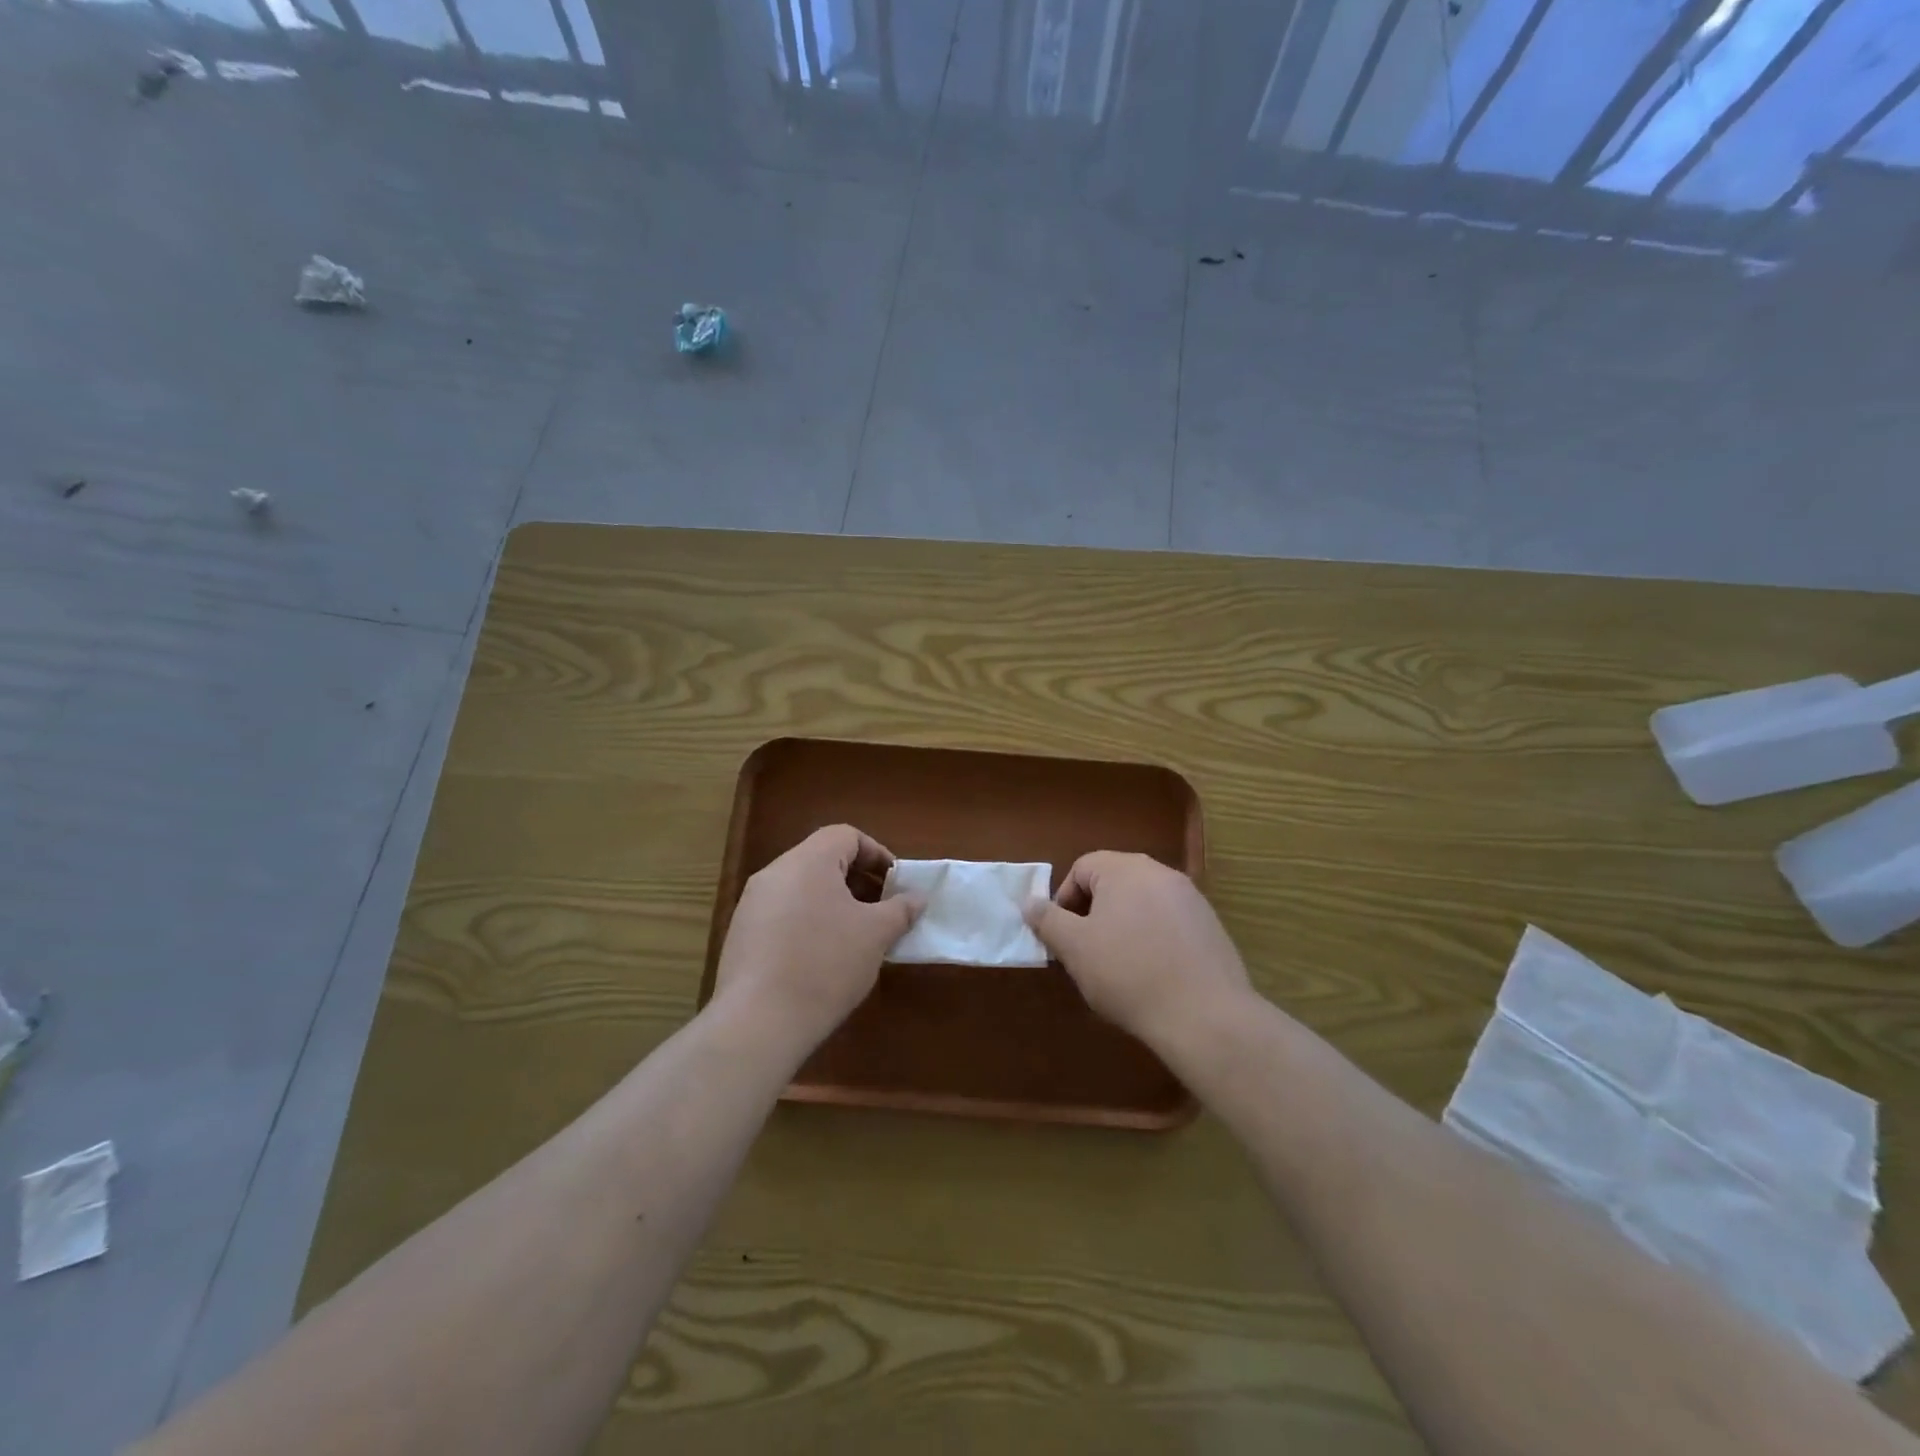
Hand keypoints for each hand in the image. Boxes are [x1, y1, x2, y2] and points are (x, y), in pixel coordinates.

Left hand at [713, 825, 921, 1055]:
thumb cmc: (826, 964)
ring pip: (802, 888)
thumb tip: (917, 898)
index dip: (876, 854)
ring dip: (833, 903)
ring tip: (856, 936)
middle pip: (822, 859)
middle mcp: (774, 873)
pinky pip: (782, 914)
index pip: (845, 835)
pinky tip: (822, 958)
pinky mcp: (741, 935)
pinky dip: (808, 922)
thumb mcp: (876, 935)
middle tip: (882, 909)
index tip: (895, 883)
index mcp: (807, 861)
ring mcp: (752, 904)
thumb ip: (900, 909)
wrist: (758, 1022)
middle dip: (857, 880)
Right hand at [1025, 852, 1253, 1054]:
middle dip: (1093, 913)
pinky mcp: (1210, 926)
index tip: (1063, 937)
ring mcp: (1191, 898)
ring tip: (1119, 967)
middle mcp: (1160, 872)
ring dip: (1123, 926)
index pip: (1082, 868)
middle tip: (1087, 952)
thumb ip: (1048, 920)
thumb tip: (1029, 902)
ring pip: (1142, 903)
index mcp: (1125, 869)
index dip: (1064, 900)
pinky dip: (1153, 940)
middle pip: (1113, 883)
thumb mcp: (1074, 948)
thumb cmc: (1128, 974)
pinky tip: (1153, 975)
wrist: (1205, 1015)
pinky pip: (1169, 923)